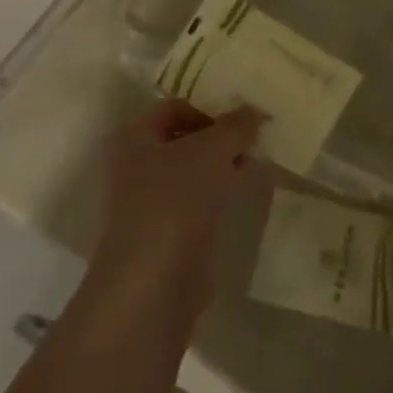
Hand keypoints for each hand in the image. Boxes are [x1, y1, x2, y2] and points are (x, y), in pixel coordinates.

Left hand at [92, 100, 264, 312]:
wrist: (151, 287)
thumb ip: (235, 125)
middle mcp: (134, 164)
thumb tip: (256, 110)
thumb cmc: (172, 203)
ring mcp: (149, 201)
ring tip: (260, 155)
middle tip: (259, 131)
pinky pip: (198, 199)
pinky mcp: (167, 233)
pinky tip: (249, 187)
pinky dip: (221, 190)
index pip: (176, 106)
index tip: (248, 110)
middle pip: (185, 137)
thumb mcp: (210, 151)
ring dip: (224, 162)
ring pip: (193, 170)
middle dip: (221, 134)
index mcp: (133, 136)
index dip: (211, 105)